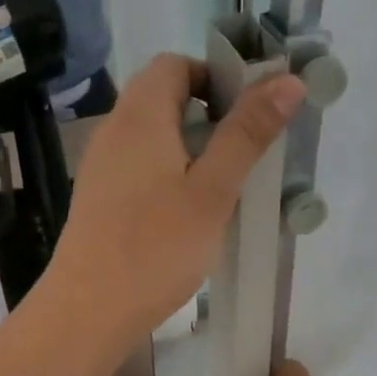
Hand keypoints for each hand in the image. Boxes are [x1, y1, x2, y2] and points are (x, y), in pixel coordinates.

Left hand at [47, 54, 305, 341]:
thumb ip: (247, 134)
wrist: (89, 310)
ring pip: (150, 138)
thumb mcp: (213, 190)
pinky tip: (185, 216)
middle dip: (206, 116)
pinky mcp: (97, 200)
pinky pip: (137, 168)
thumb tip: (287, 79)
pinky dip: (166, 176)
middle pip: (161, 99)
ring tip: (220, 189)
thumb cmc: (156, 247)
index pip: (174, 65)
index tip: (246, 115)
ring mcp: (100, 167)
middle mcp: (113, 131)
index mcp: (140, 115)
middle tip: (241, 155)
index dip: (214, 77)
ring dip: (188, 150)